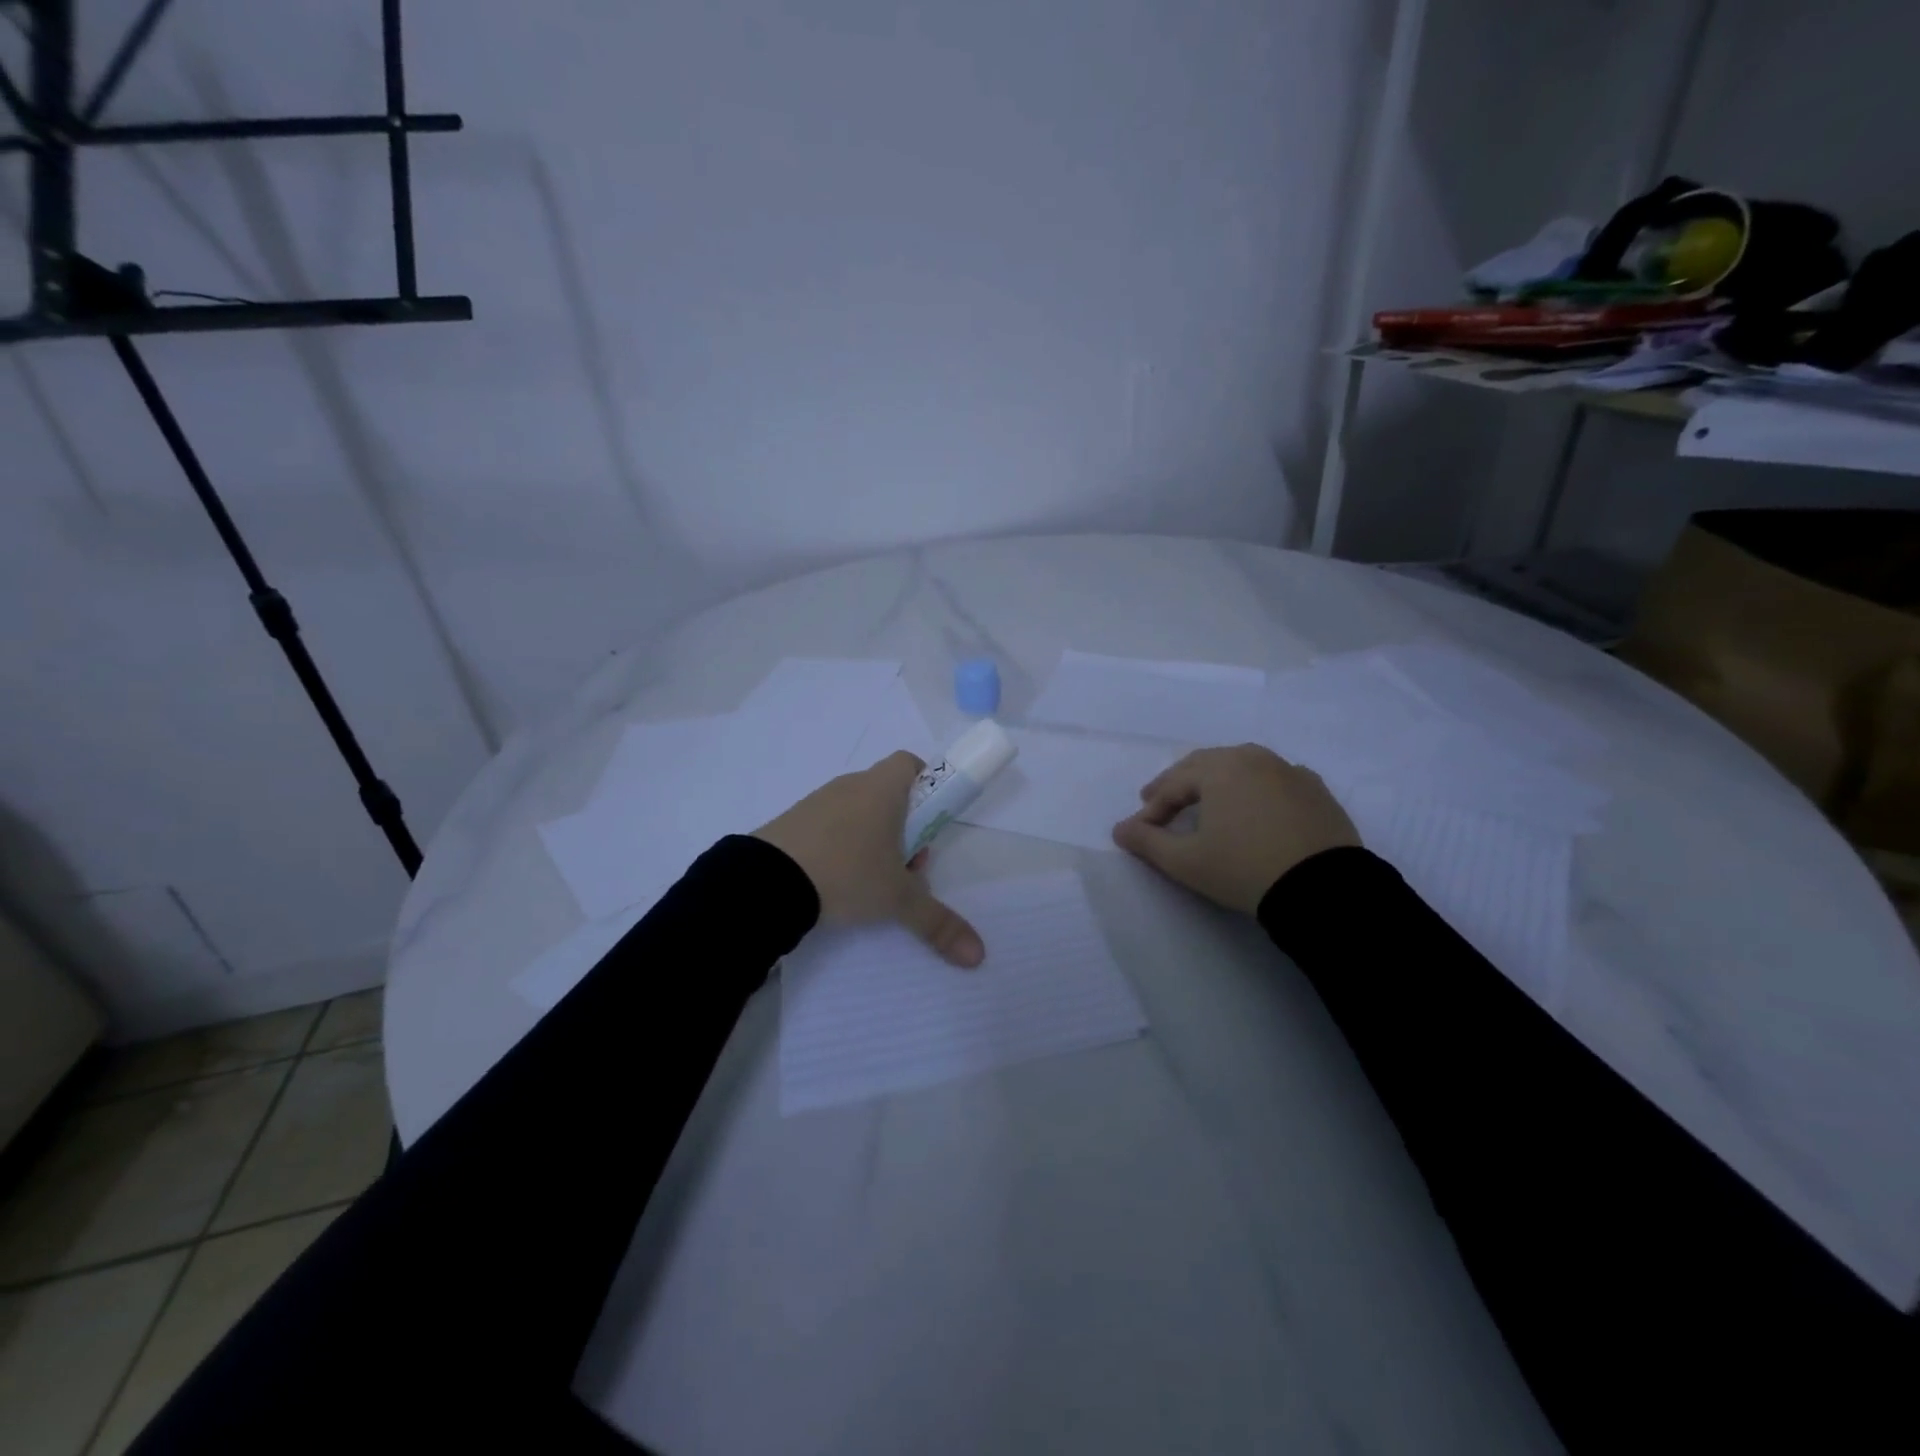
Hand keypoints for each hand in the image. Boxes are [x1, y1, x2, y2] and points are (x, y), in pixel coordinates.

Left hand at [753, 751, 985, 967]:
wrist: (766, 881)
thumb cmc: (847, 872)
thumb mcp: (898, 900)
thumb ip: (938, 922)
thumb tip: (978, 955)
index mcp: (882, 788)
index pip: (910, 763)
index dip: (926, 786)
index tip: (930, 822)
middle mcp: (851, 785)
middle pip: (888, 794)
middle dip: (905, 828)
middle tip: (907, 868)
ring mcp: (817, 801)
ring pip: (859, 812)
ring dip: (873, 840)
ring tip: (871, 883)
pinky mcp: (792, 822)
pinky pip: (829, 825)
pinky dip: (840, 846)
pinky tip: (836, 882)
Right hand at [1112, 745, 1359, 914]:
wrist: (1323, 889)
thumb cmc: (1243, 868)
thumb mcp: (1186, 861)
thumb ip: (1147, 842)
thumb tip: (1120, 829)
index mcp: (1219, 767)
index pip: (1173, 784)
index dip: (1151, 809)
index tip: (1140, 832)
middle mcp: (1254, 757)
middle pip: (1205, 765)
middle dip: (1179, 784)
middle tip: (1160, 802)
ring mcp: (1289, 771)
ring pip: (1241, 767)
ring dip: (1216, 782)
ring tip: (1205, 803)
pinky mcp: (1316, 790)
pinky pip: (1274, 781)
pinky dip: (1254, 790)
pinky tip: (1253, 808)